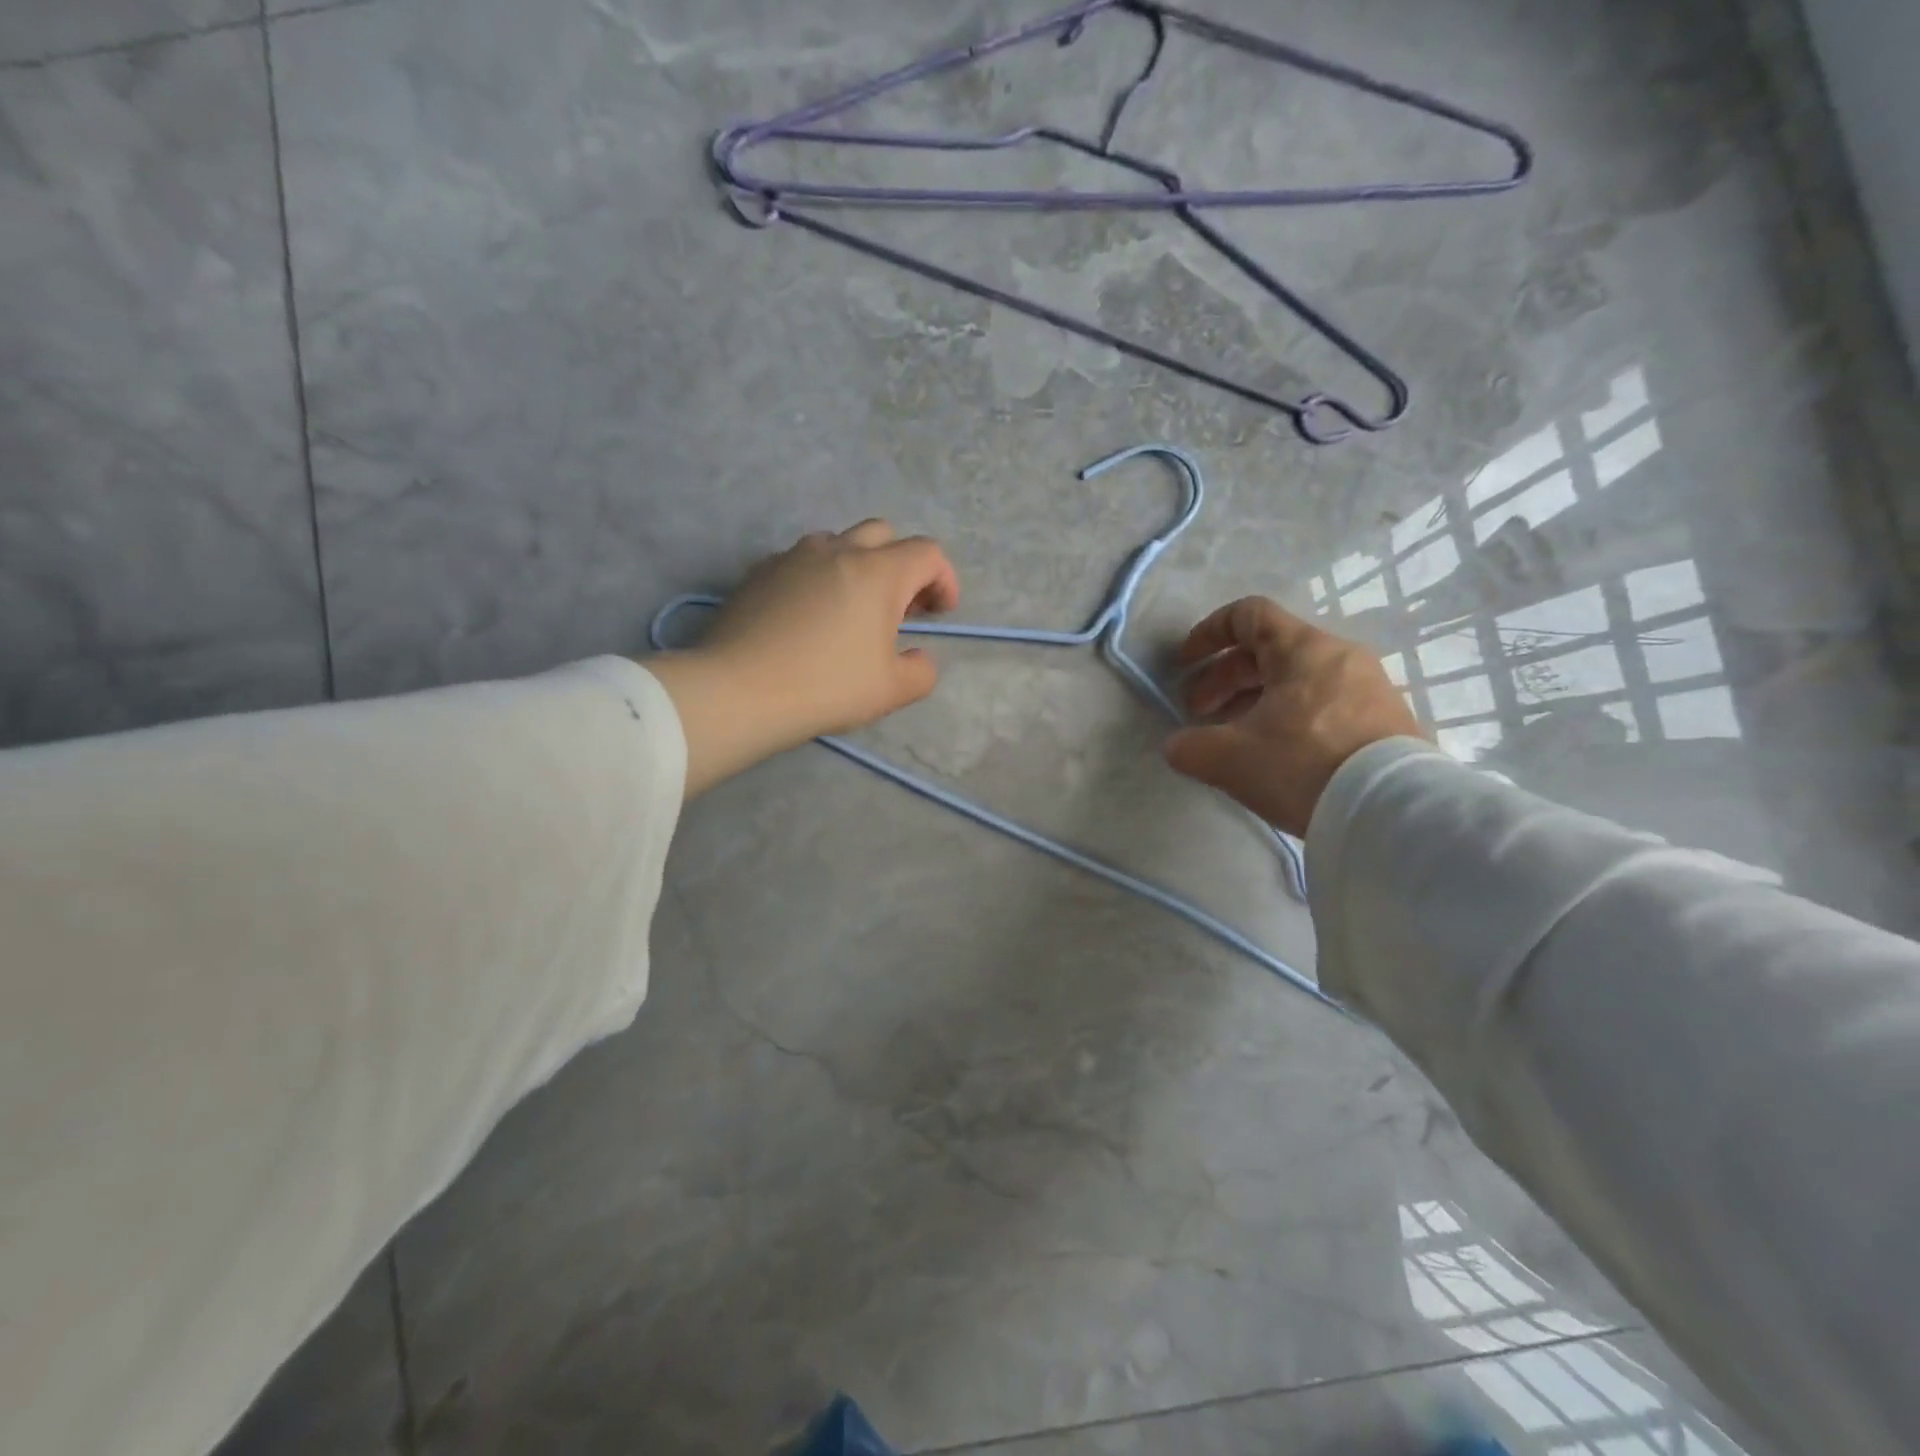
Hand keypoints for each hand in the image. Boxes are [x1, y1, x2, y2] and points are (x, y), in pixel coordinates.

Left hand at [646, 520, 959, 797]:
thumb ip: (921, 671)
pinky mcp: (759, 571)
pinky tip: (808, 616)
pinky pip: (801, 561)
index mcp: (878, 572)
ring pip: (838, 542)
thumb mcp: (892, 691)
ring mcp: (794, 556)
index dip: (944, 579)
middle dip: (901, 564)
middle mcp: (838, 550)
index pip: (927, 553)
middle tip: (898, 608)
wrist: (740, 690)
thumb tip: (918, 657)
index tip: (940, 613)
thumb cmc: (826, 687)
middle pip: (883, 534)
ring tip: (851, 608)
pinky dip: (818, 577)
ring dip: (857, 565)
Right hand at [1163, 597, 1421, 836]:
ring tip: (1232, 739)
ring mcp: (1369, 689)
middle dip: (1223, 680)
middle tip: (1198, 715)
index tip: (1185, 664)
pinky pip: (1323, 705)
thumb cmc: (1302, 766)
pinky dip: (1287, 718)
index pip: (1248, 615)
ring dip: (1253, 702)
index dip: (1208, 633)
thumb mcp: (1229, 758)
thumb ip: (1190, 747)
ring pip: (1296, 681)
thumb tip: (1178, 746)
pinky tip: (1274, 755)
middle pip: (1269, 652)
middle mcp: (1340, 657)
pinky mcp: (1386, 722)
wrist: (1392, 812)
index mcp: (1303, 649)